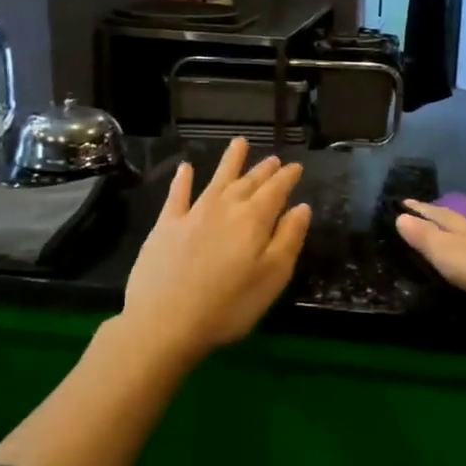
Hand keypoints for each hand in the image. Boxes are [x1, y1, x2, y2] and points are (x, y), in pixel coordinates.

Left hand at [122, 137, 311, 357]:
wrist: (164, 322)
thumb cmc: (228, 306)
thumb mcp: (272, 277)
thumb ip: (289, 239)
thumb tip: (301, 207)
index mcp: (254, 220)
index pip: (276, 191)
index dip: (287, 178)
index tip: (296, 167)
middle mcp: (224, 208)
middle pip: (248, 183)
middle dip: (263, 170)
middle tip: (274, 159)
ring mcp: (192, 214)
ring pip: (216, 180)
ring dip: (230, 162)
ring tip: (240, 143)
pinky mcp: (165, 227)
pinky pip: (176, 196)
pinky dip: (182, 180)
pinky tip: (185, 168)